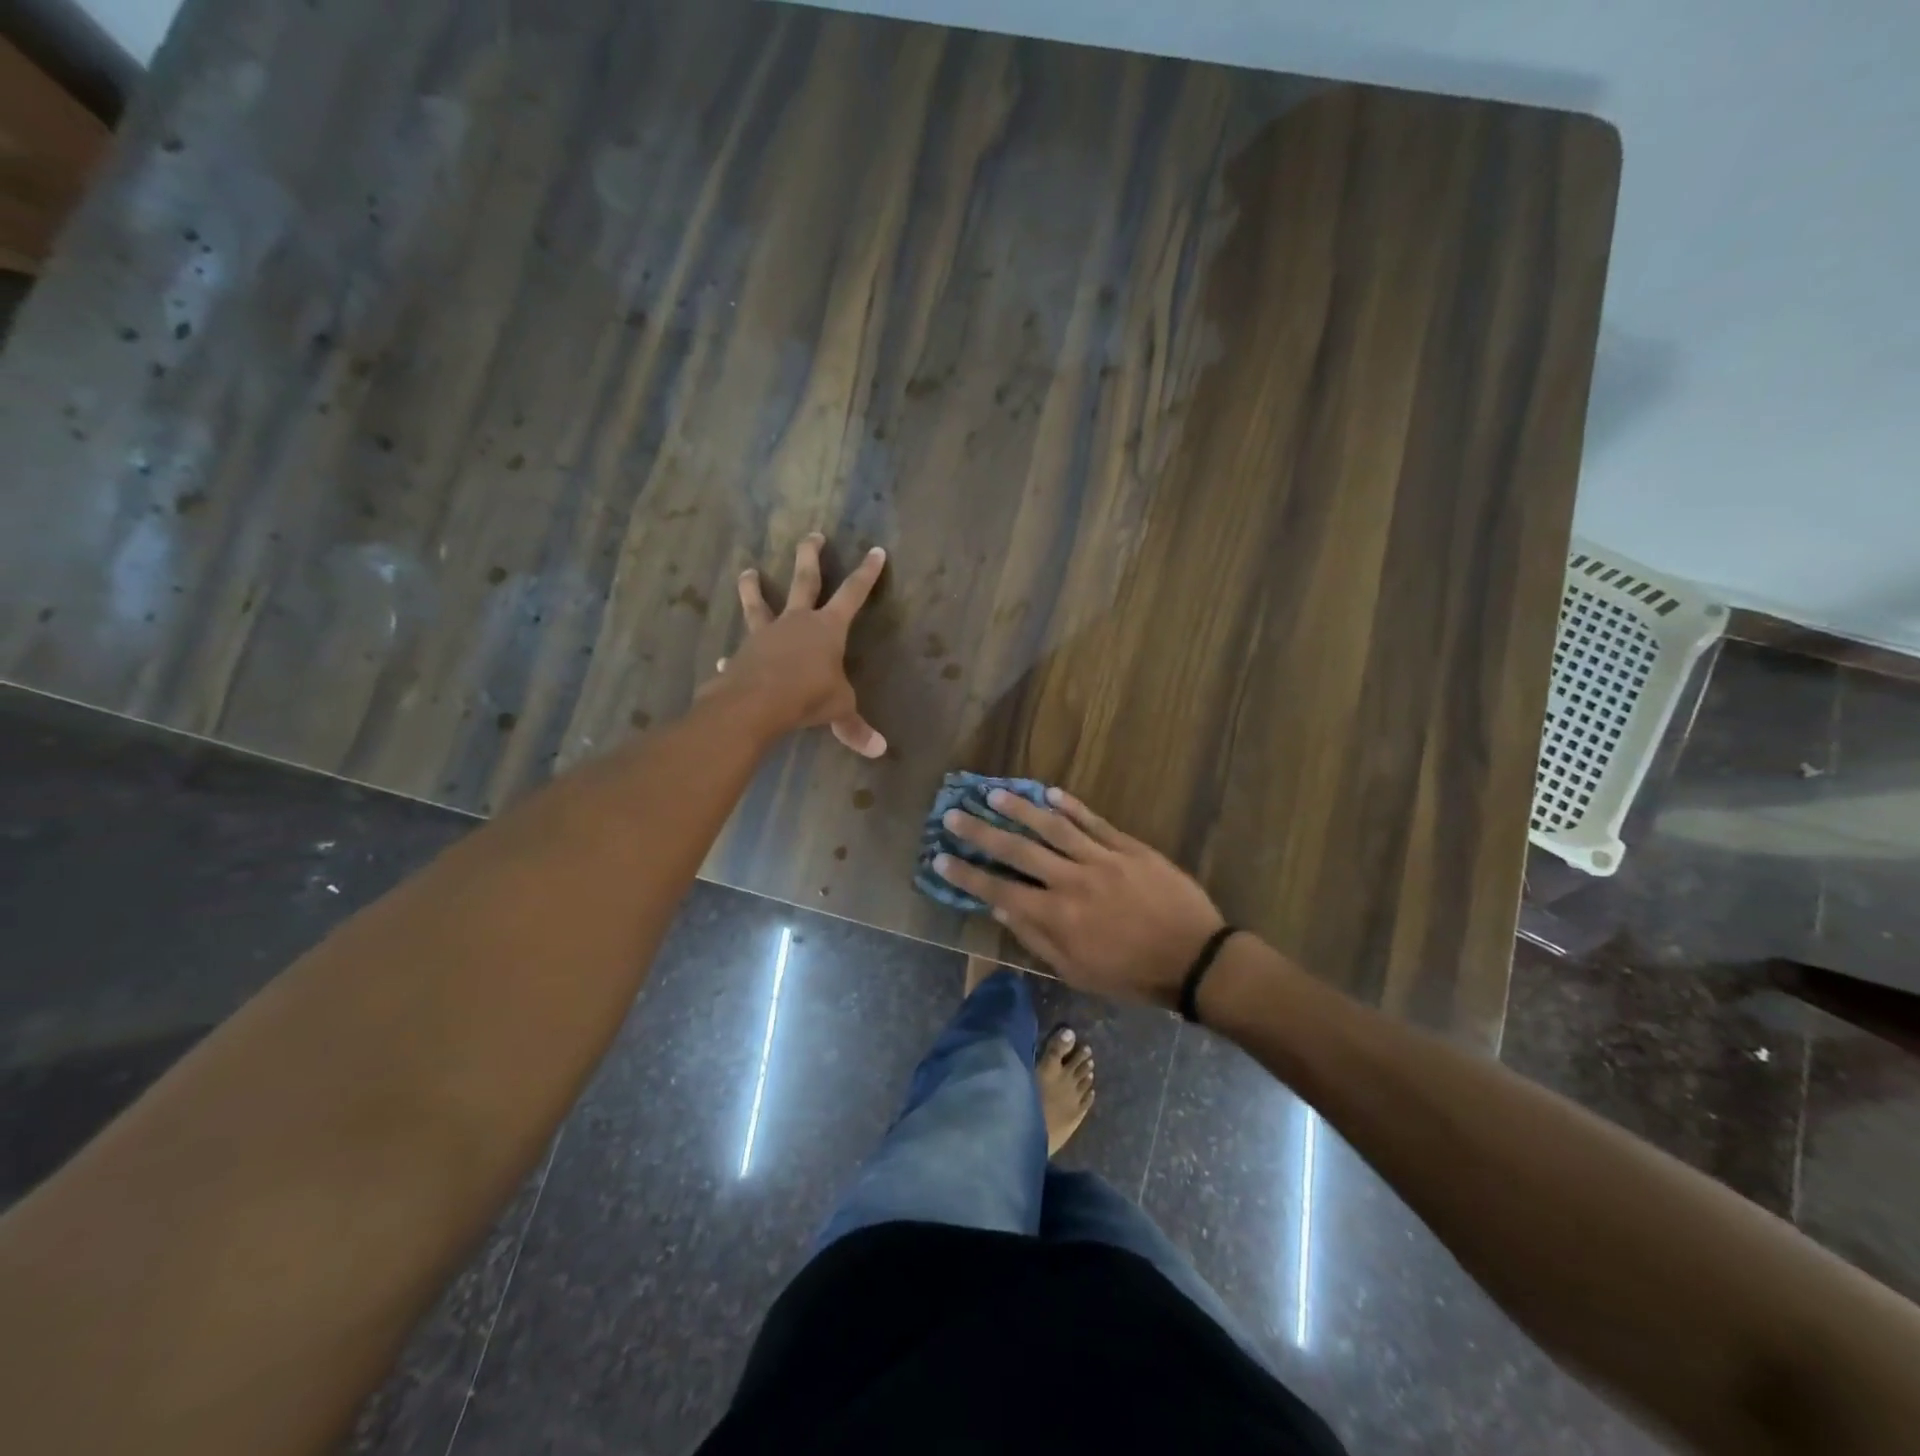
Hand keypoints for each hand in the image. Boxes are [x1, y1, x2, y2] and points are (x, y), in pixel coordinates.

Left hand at [699, 533, 887, 756]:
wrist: (755, 703)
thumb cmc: (807, 696)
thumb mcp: (839, 710)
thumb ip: (855, 727)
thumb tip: (878, 750)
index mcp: (827, 628)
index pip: (853, 594)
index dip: (867, 573)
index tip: (875, 550)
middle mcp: (796, 621)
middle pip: (804, 580)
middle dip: (810, 556)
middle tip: (811, 535)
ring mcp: (765, 634)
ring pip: (759, 603)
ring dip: (753, 587)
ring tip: (748, 571)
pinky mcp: (742, 654)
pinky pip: (739, 652)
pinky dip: (734, 657)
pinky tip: (723, 661)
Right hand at [933, 787, 1224, 1007]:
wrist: (1195, 959)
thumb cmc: (1132, 975)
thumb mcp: (1078, 971)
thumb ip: (1037, 938)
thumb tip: (1001, 909)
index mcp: (1057, 917)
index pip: (999, 890)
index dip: (966, 874)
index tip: (939, 857)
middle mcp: (1072, 881)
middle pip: (1018, 850)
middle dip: (981, 832)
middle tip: (953, 814)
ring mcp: (1101, 859)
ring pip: (1052, 827)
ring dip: (1019, 808)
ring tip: (993, 793)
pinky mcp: (1128, 847)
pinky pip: (1094, 821)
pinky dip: (1070, 805)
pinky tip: (1048, 793)